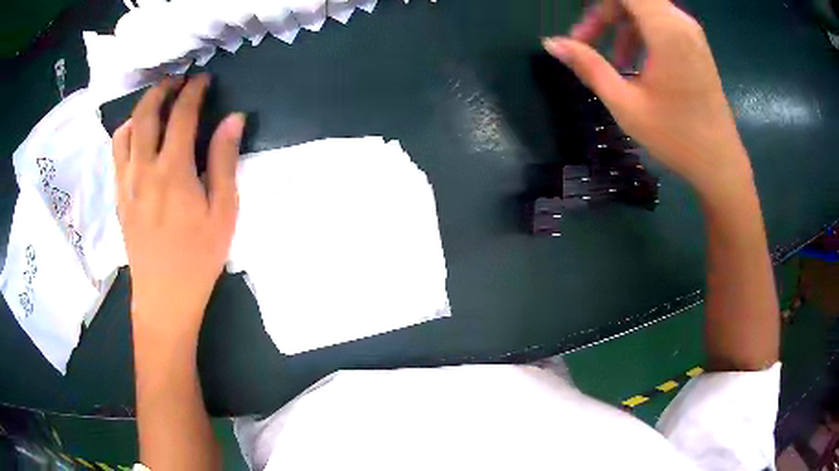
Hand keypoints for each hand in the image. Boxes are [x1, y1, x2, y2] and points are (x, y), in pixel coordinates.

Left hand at [112, 74, 243, 341]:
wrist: (164, 297)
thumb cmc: (199, 258)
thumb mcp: (223, 212)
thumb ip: (224, 161)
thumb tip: (233, 119)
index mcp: (173, 171)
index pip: (182, 115)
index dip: (194, 91)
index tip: (204, 79)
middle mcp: (144, 169)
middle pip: (146, 114)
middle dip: (162, 89)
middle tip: (177, 80)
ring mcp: (126, 183)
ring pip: (126, 130)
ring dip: (141, 108)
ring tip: (155, 102)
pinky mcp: (119, 197)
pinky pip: (116, 154)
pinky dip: (126, 133)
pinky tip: (137, 134)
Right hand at [544, 0, 752, 201]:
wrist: (720, 164)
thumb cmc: (677, 137)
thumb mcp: (627, 104)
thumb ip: (589, 67)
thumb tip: (551, 43)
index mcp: (666, 30)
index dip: (598, 4)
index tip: (583, 27)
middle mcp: (680, 21)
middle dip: (603, 13)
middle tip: (584, 41)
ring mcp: (690, 33)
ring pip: (644, 9)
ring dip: (620, 24)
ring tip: (611, 59)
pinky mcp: (694, 45)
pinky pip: (659, 23)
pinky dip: (639, 33)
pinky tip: (633, 63)